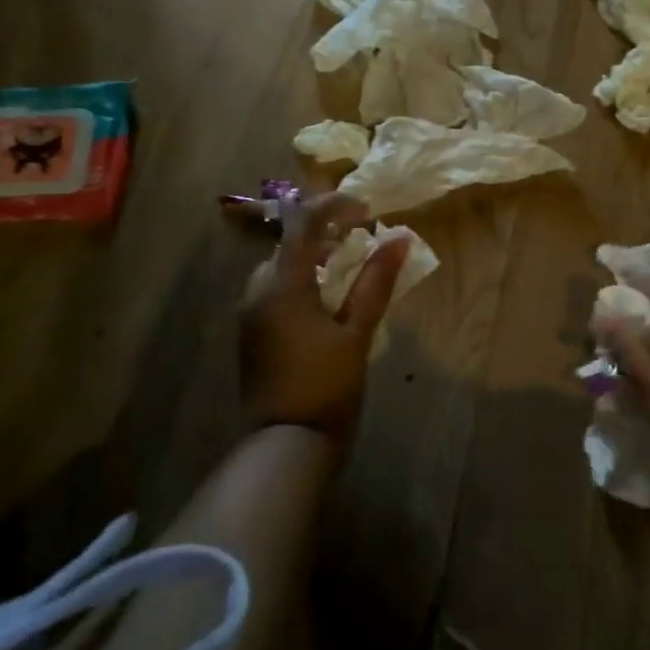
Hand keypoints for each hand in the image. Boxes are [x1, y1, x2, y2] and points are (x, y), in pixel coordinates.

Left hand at [239, 192, 408, 443]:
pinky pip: (275, 293)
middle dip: (324, 235)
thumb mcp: (357, 332)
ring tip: (348, 274)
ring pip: (280, 270)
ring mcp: (250, 316)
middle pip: (288, 245)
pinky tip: (327, 305)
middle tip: (360, 243)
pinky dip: (301, 285)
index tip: (365, 209)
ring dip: (312, 261)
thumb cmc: (327, 385)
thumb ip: (375, 283)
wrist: (287, 443)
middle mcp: (257, 293)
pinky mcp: (252, 336)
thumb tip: (398, 239)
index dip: (333, 206)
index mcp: (282, 286)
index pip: (302, 224)